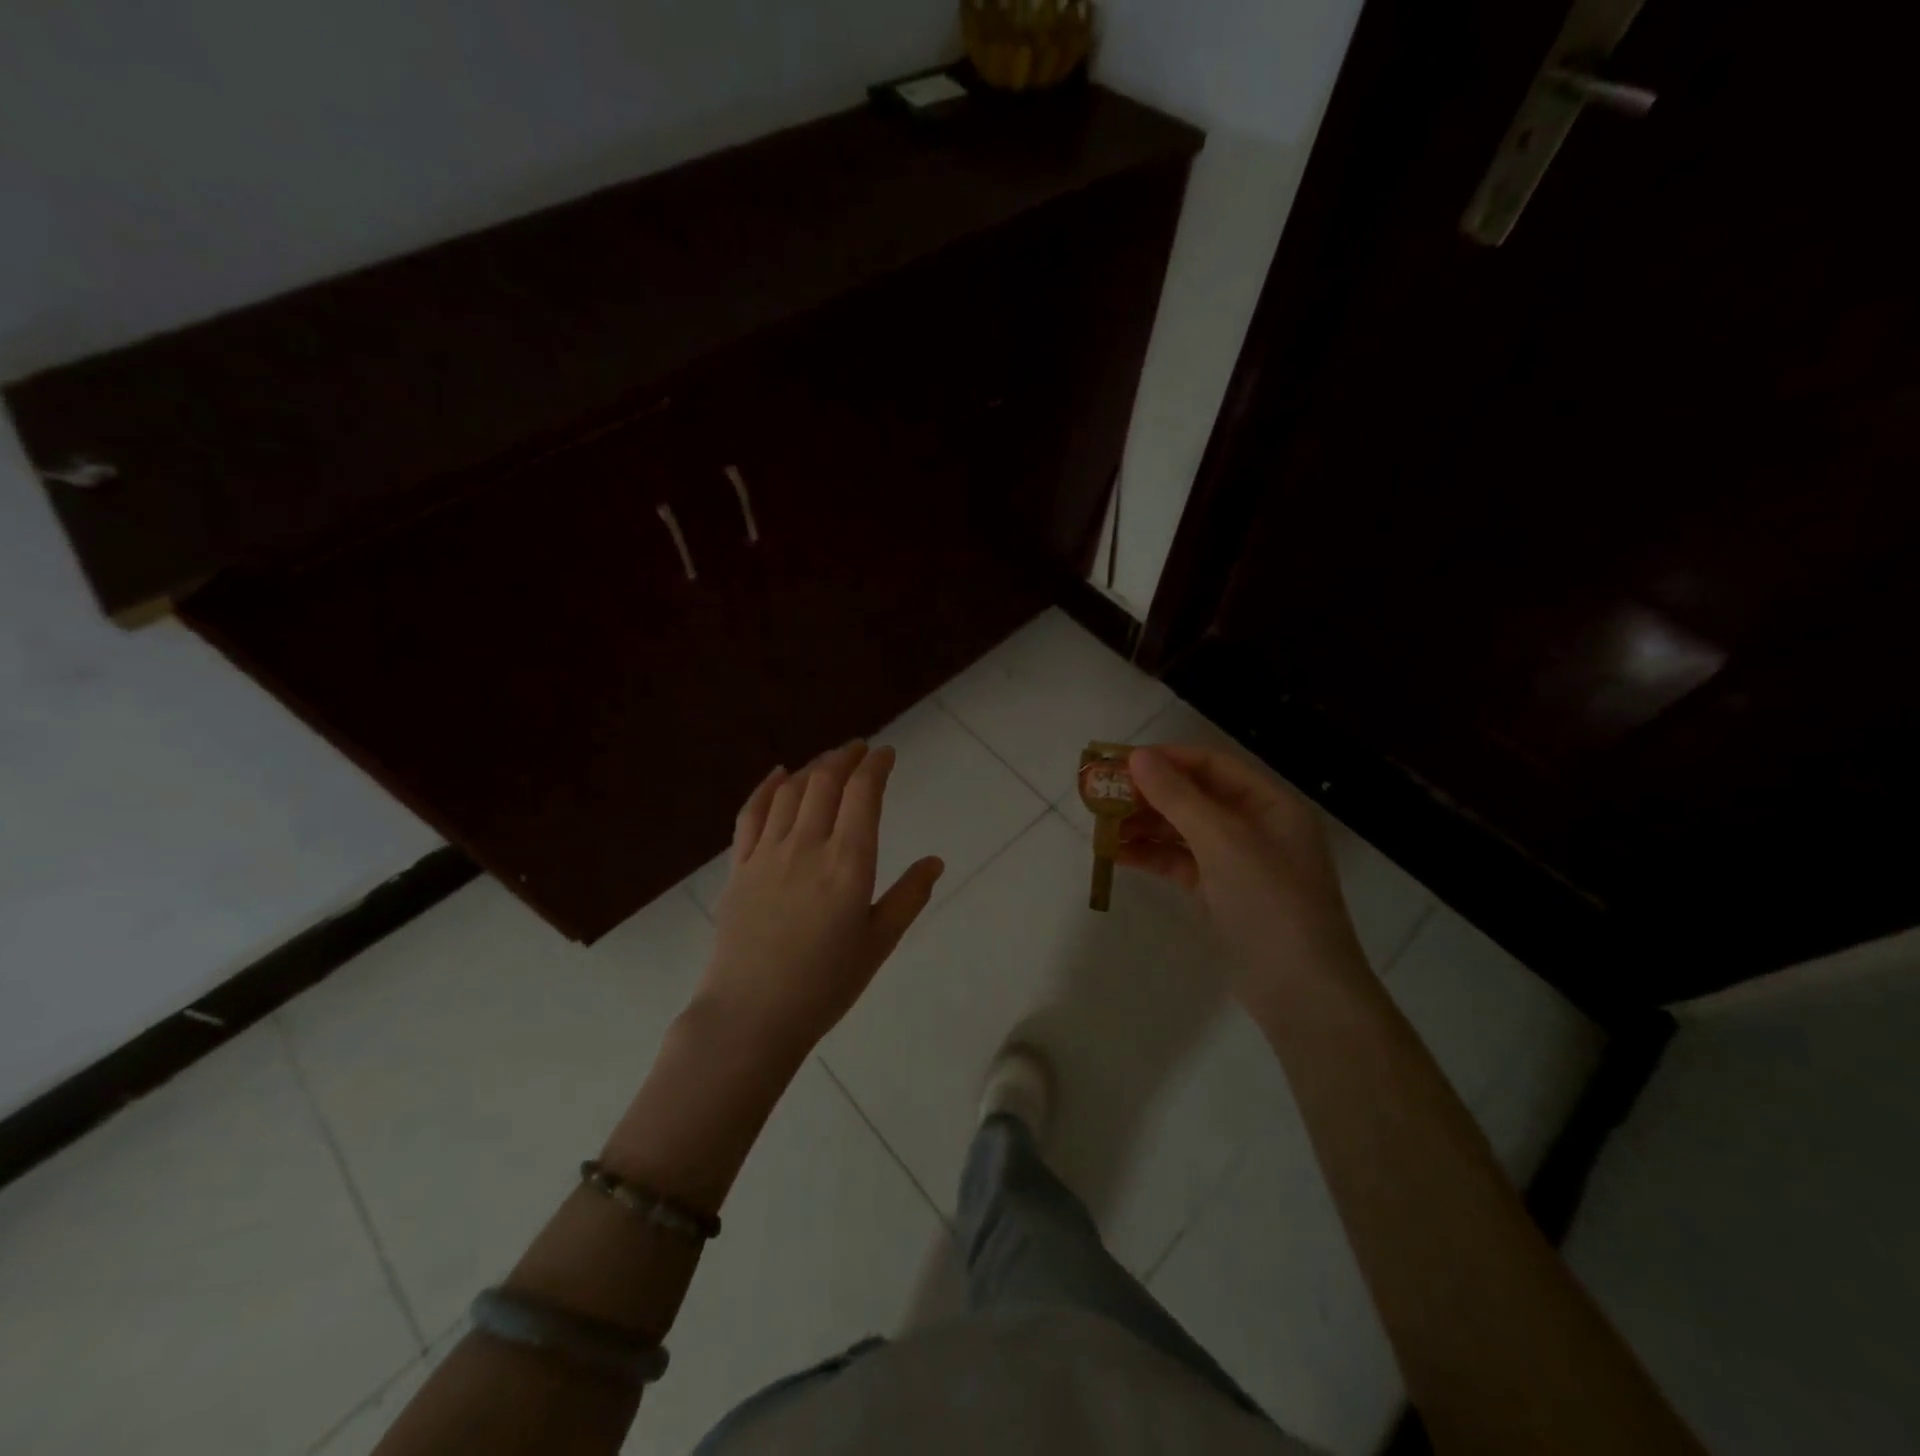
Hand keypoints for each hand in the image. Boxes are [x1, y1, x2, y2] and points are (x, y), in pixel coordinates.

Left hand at [693, 743, 942, 1063]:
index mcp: (848, 864)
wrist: (751, 1016)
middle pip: (825, 782)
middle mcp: (808, 846)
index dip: (876, 766)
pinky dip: (766, 787)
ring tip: (828, 761)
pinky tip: (778, 774)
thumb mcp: (878, 944)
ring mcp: (768, 854)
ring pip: (790, 792)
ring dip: (813, 768)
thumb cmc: (824, 985)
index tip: (886, 753)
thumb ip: (908, 897)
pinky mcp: (739, 867)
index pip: (863, 794)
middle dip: (845, 757)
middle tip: (860, 749)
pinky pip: (751, 814)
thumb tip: (935, 861)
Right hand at [1121, 744, 1368, 1014]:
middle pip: (1194, 796)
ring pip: (1183, 830)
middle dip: (1149, 793)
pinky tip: (1116, 854)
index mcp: (1270, 804)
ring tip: (1101, 824)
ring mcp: (1237, 862)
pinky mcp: (1219, 893)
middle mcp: (1255, 826)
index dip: (1167, 758)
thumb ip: (1179, 798)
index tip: (1120, 761)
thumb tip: (1138, 756)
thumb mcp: (1224, 843)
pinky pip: (1179, 862)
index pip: (1212, 764)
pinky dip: (1150, 855)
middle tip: (1101, 794)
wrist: (1301, 995)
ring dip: (1144, 824)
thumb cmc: (1271, 905)